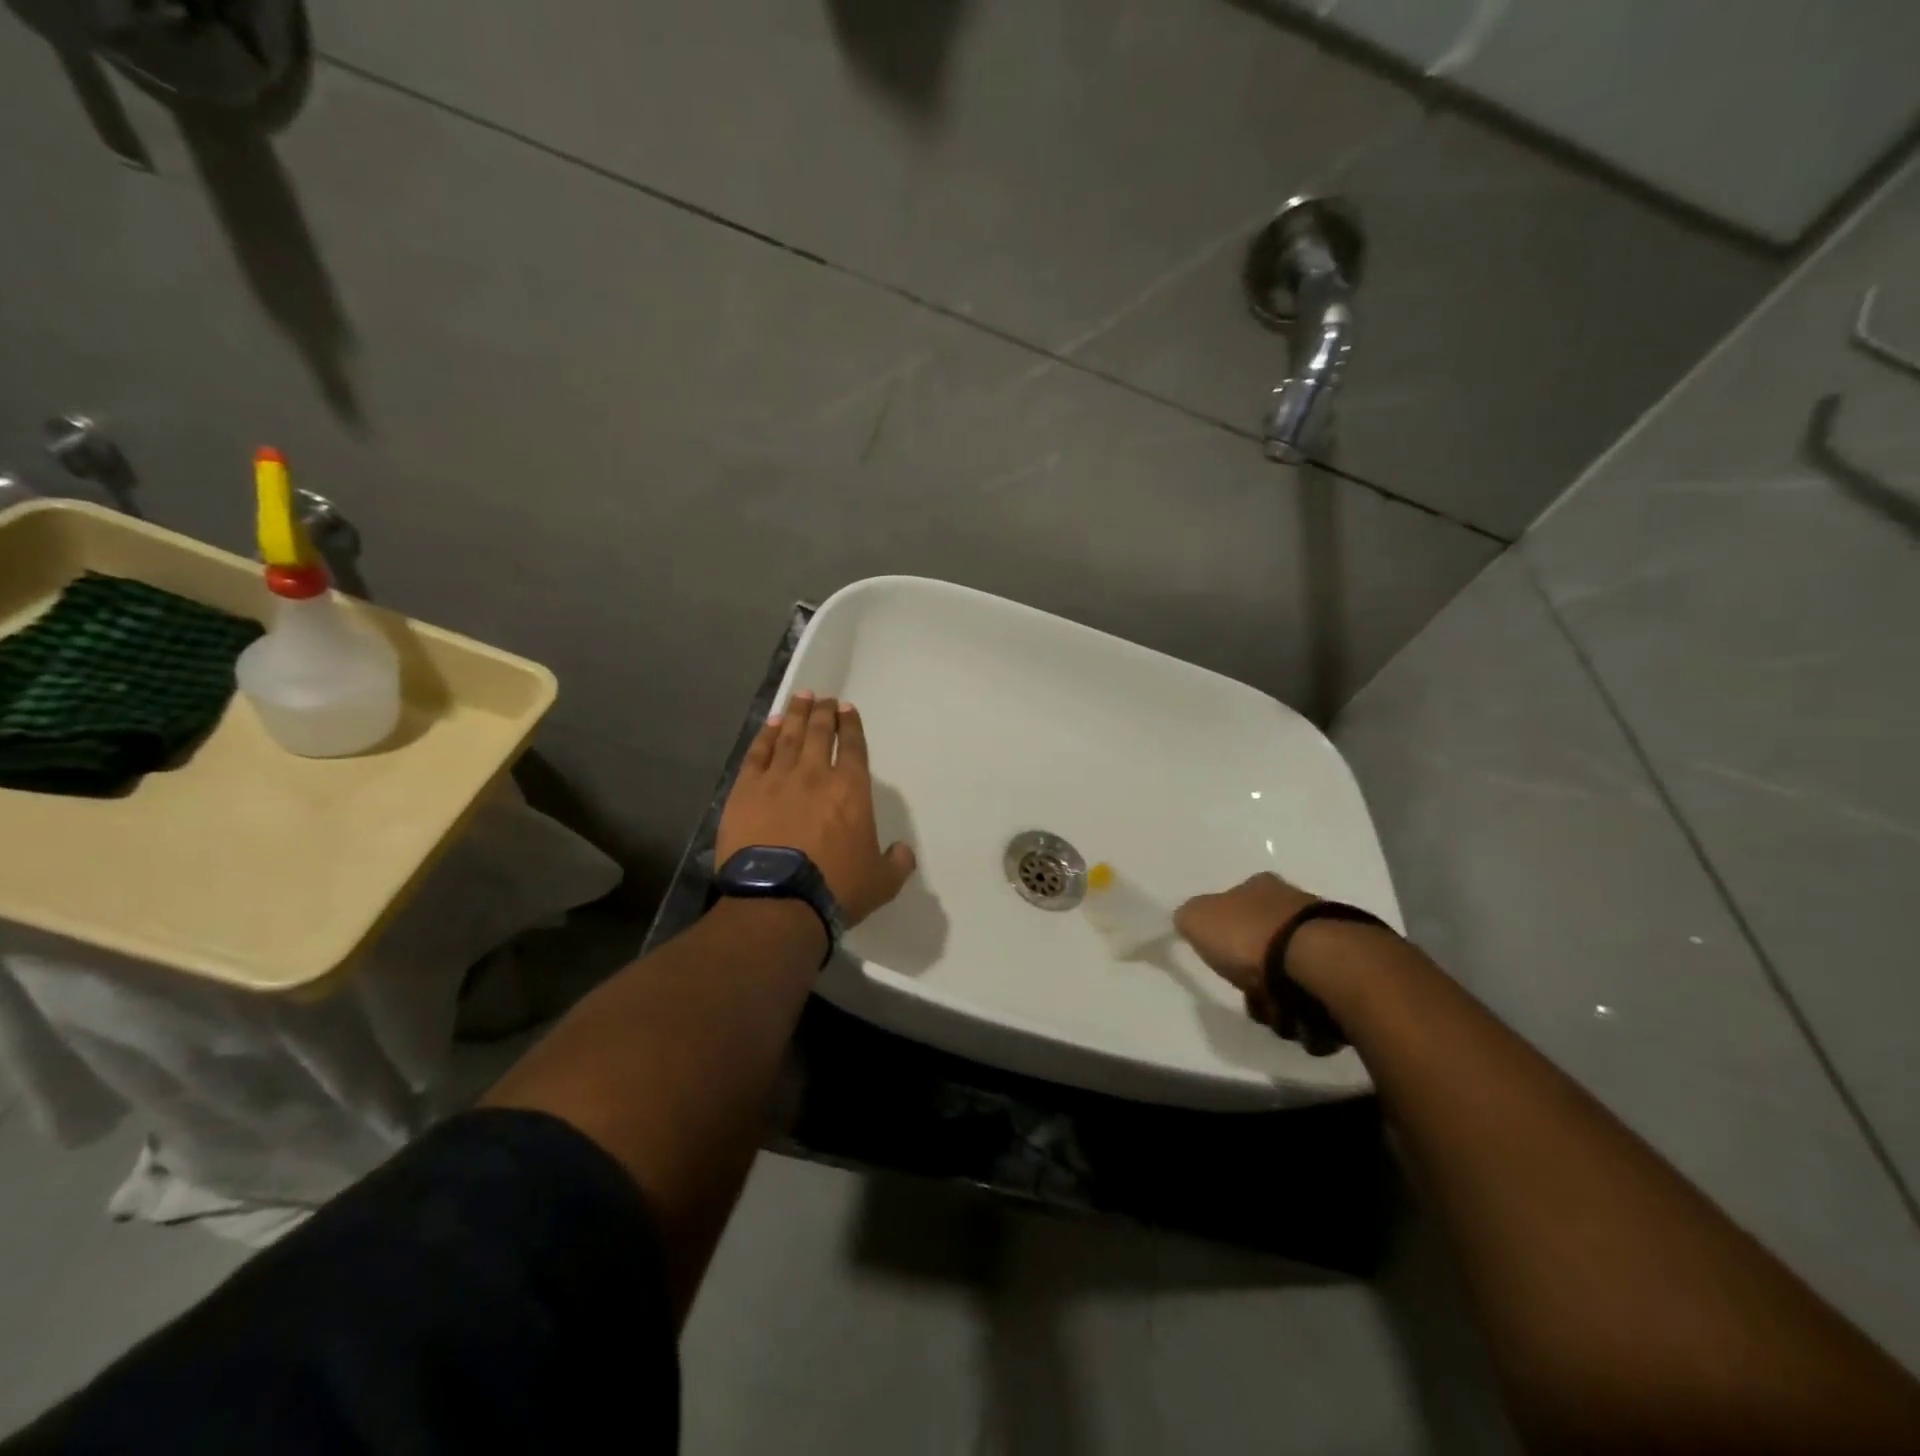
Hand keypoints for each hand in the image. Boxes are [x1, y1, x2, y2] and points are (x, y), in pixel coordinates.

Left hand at [717, 692, 917, 927]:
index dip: (851, 726)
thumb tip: (903, 851)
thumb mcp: (882, 882)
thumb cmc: (835, 889)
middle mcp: (815, 775)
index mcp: (851, 790)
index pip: (853, 747)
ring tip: (801, 698)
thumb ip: (897, 863)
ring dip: (797, 714)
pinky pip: (757, 754)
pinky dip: (766, 735)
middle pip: (820, 733)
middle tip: (824, 699)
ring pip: (789, 736)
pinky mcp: (746, 791)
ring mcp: (777, 779)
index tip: (847, 709)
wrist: (778, 901)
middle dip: (824, 713)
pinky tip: (771, 725)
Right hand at [1175, 872, 1315, 1024]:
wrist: (1317, 962)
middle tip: (1248, 991)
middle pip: (1265, 940)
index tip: (1223, 956)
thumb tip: (1193, 922)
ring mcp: (1326, 932)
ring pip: (1291, 968)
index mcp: (1259, 885)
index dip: (1226, 932)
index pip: (1236, 903)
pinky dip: (1305, 1006)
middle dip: (1255, 970)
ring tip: (1274, 1010)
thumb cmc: (1250, 935)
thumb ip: (1190, 918)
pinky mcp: (1349, 964)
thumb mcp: (1197, 919)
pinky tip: (1298, 1015)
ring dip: (1279, 993)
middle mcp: (1295, 901)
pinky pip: (1317, 990)